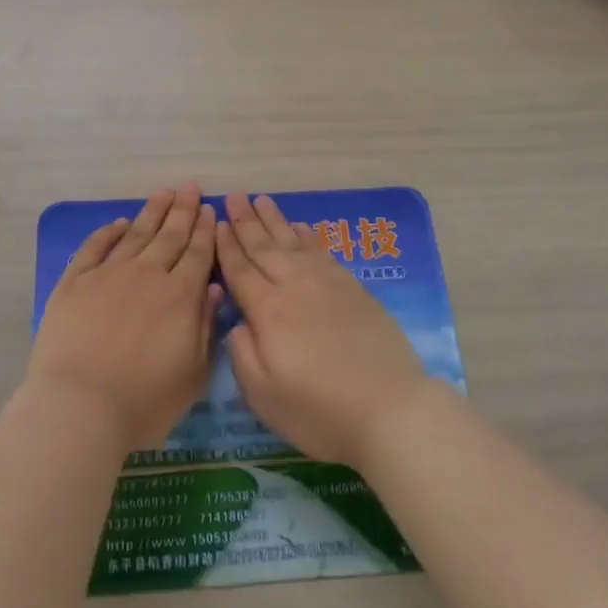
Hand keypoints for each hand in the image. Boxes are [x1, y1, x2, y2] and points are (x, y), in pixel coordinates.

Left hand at [27, 183, 220, 453]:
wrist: (79, 407)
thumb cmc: (144, 402)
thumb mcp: (192, 375)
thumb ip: (205, 328)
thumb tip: (213, 288)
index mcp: (180, 296)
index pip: (198, 254)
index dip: (205, 230)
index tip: (209, 209)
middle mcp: (148, 275)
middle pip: (170, 236)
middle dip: (183, 210)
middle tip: (190, 187)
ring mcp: (109, 275)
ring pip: (136, 234)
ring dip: (152, 212)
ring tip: (164, 192)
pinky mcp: (75, 282)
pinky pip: (95, 247)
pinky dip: (108, 232)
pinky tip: (118, 223)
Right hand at [215, 192, 427, 466]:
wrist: (391, 408)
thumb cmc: (320, 411)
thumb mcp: (264, 396)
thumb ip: (242, 354)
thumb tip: (237, 322)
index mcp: (268, 311)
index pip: (240, 271)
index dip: (226, 247)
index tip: (216, 223)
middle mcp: (294, 286)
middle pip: (264, 247)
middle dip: (246, 221)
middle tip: (234, 196)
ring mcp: (326, 282)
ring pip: (293, 241)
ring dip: (274, 220)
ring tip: (261, 199)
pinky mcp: (352, 287)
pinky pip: (321, 250)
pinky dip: (307, 235)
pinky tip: (300, 226)